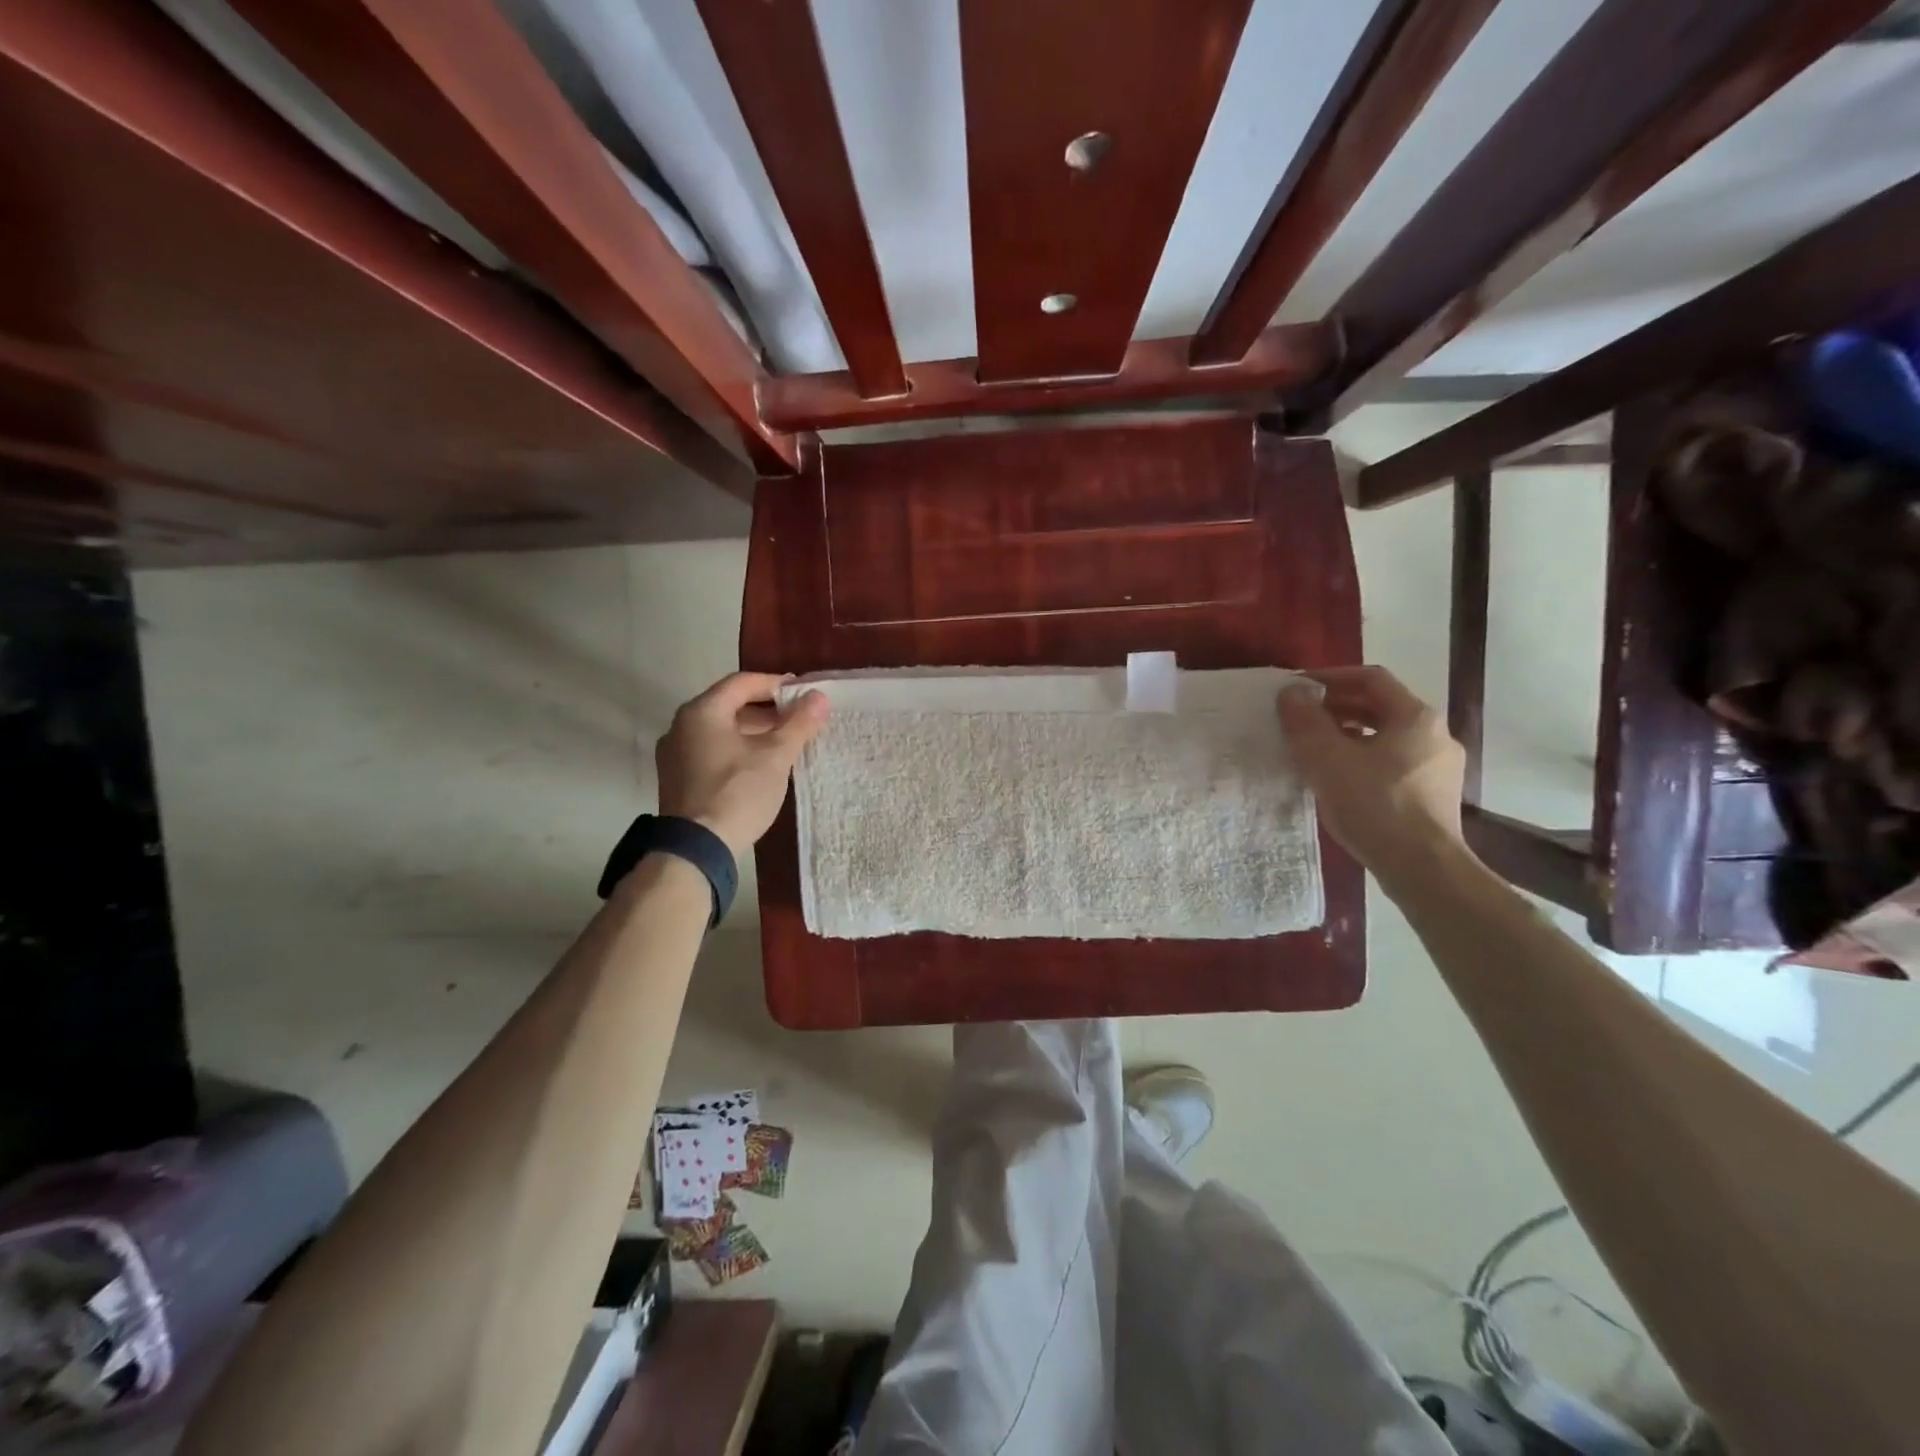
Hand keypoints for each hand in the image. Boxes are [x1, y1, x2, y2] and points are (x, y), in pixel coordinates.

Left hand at [656, 673, 829, 858]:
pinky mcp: (677, 780)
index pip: (742, 682)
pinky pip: (711, 752)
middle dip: (767, 710)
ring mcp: (675, 755)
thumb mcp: (775, 756)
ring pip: (720, 731)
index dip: (775, 684)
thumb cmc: (737, 792)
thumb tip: (819, 697)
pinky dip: (737, 750)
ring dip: (753, 731)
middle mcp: (681, 726)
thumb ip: (798, 724)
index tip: (803, 693)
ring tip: (785, 743)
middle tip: (799, 719)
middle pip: (729, 705)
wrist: (696, 849)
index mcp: (702, 712)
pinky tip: (760, 766)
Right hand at [1277, 666, 1466, 884]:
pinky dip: (1363, 758)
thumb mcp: (1327, 759)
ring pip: (1386, 736)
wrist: (1423, 869)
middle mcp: (1434, 734)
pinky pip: (1392, 762)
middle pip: (1380, 706)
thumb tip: (1291, 693)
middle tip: (1300, 718)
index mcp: (1414, 716)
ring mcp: (1439, 767)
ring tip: (1314, 748)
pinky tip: (1339, 779)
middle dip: (1336, 707)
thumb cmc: (1375, 805)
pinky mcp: (1434, 795)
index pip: (1370, 678)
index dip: (1330, 677)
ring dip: (1348, 734)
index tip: (1297, 689)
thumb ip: (1305, 721)